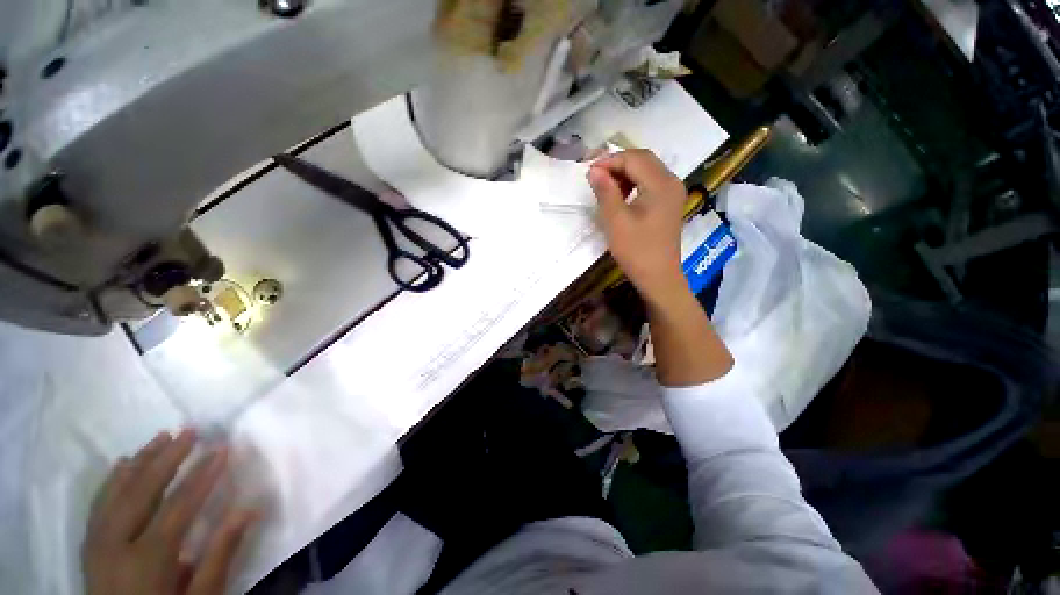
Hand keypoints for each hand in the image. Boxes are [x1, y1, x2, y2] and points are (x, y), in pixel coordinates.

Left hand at [82, 430, 255, 594]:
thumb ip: (220, 554)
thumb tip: (249, 509)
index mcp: (147, 559)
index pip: (178, 506)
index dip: (202, 475)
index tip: (221, 448)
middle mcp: (116, 544)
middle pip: (141, 492)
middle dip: (167, 458)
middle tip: (189, 431)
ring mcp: (97, 543)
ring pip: (116, 492)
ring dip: (139, 461)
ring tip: (160, 436)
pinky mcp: (90, 544)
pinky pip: (99, 504)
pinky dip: (112, 480)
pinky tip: (122, 463)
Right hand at [588, 150, 688, 305]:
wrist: (658, 277)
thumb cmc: (637, 251)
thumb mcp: (616, 221)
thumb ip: (605, 192)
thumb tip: (593, 170)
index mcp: (661, 184)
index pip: (634, 158)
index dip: (609, 161)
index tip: (589, 172)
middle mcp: (671, 182)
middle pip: (643, 160)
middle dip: (617, 164)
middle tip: (595, 177)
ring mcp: (673, 193)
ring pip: (646, 170)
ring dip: (625, 174)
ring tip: (606, 189)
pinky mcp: (669, 203)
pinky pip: (650, 183)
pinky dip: (634, 184)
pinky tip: (621, 197)